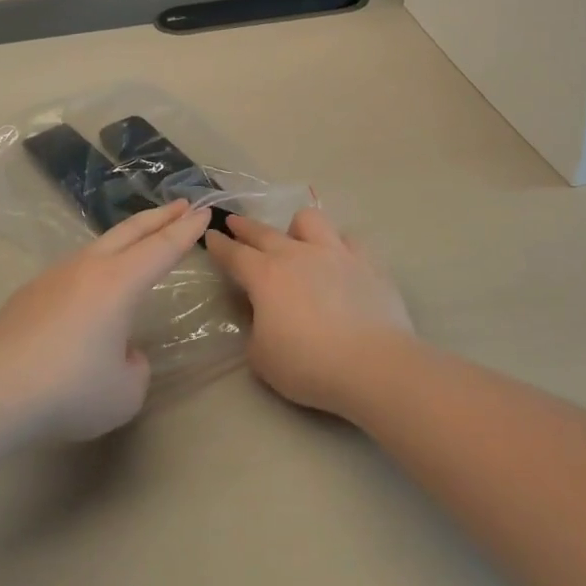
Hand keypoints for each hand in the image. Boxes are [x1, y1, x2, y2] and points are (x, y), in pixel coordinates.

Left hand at [0, 200, 209, 441]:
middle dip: (160, 216)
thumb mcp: (125, 391)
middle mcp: (88, 268)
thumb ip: (135, 366)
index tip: (205, 212)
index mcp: (119, 283)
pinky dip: (91, 271)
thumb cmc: (70, 389)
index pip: (162, 249)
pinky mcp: (28, 293)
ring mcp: (53, 276)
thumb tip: (120, 351)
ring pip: (97, 247)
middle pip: (131, 232)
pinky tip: (87, 295)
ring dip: (124, 240)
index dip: (187, 231)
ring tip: (137, 243)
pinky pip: (70, 273)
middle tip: (182, 204)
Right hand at [204, 208, 415, 418]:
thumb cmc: (309, 365)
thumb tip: (264, 318)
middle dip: (245, 226)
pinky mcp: (367, 262)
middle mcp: (297, 254)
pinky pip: (348, 240)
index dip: (219, 245)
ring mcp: (335, 253)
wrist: (374, 365)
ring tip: (296, 238)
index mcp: (265, 276)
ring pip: (309, 221)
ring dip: (296, 227)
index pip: (234, 254)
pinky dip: (338, 246)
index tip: (211, 236)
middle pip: (264, 232)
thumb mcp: (262, 359)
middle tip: (234, 221)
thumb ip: (255, 331)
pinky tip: (339, 259)